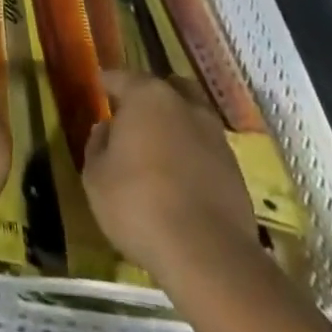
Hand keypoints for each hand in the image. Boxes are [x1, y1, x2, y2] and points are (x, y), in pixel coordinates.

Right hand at [83, 72, 259, 286]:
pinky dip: (193, 156)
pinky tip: (181, 179)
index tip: (99, 85)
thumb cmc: (138, 204)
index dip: (108, 82)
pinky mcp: (235, 169)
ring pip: (190, 117)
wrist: (207, 254)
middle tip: (133, 116)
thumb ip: (97, 145)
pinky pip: (206, 150)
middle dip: (149, 98)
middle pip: (165, 89)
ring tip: (160, 150)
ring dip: (176, 126)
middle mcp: (184, 104)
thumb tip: (107, 129)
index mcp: (146, 96)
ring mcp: (214, 136)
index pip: (121, 77)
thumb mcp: (96, 177)